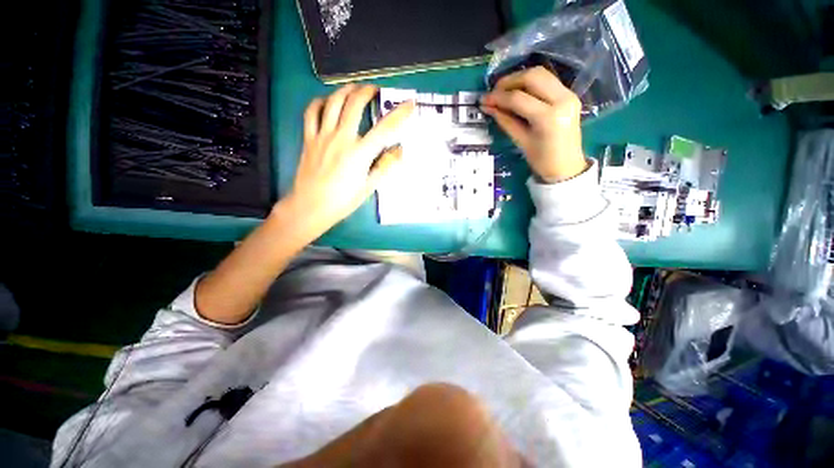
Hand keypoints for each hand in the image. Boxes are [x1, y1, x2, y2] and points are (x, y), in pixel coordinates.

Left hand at [286, 84, 414, 233]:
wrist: (311, 206)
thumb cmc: (343, 201)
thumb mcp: (368, 187)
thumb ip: (384, 166)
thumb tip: (399, 151)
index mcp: (360, 153)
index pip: (384, 128)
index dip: (399, 113)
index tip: (410, 103)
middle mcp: (342, 139)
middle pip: (355, 104)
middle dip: (367, 91)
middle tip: (375, 90)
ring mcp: (322, 136)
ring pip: (333, 102)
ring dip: (346, 90)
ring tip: (354, 89)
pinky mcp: (309, 138)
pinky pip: (311, 112)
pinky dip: (320, 102)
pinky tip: (327, 101)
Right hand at [481, 66, 586, 182]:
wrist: (567, 167)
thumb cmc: (542, 161)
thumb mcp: (521, 142)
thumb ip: (505, 121)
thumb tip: (488, 107)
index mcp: (548, 118)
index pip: (518, 99)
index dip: (498, 97)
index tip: (484, 100)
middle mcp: (562, 99)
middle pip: (532, 77)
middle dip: (509, 81)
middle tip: (494, 92)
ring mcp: (569, 95)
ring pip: (541, 73)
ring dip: (520, 78)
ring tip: (504, 91)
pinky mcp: (570, 95)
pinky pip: (548, 80)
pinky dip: (530, 83)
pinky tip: (518, 92)